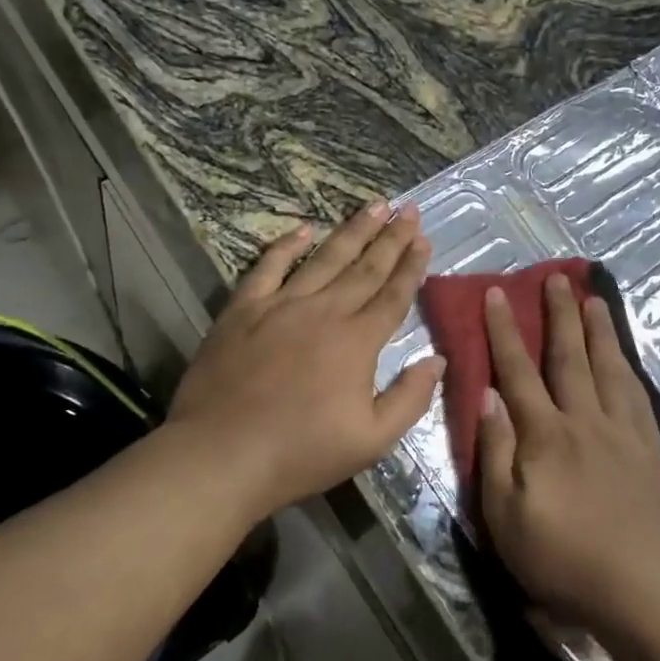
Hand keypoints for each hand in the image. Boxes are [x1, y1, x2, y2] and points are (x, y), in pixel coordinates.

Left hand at [169, 201, 444, 518]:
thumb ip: (410, 398)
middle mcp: (324, 312)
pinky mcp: (243, 310)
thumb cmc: (301, 452)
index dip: (411, 266)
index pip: (393, 295)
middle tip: (408, 209)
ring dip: (351, 230)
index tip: (423, 239)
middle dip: (390, 237)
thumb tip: (438, 360)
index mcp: (357, 341)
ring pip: (324, 258)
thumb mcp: (372, 440)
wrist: (222, 455)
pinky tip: (302, 228)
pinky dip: (286, 245)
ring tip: (374, 205)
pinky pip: (267, 267)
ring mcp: (280, 306)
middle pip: (364, 267)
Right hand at [478, 275, 659, 636]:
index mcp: (546, 434)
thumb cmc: (561, 558)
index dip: (505, 331)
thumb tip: (487, 396)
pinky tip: (627, 360)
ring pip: (609, 368)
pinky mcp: (647, 451)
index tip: (498, 294)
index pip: (519, 371)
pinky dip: (629, 368)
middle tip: (557, 278)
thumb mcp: (506, 515)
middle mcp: (585, 421)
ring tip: (595, 301)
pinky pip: (638, 396)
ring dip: (599, 331)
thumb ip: (496, 452)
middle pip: (570, 357)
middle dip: (560, 315)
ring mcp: (622, 433)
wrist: (640, 589)